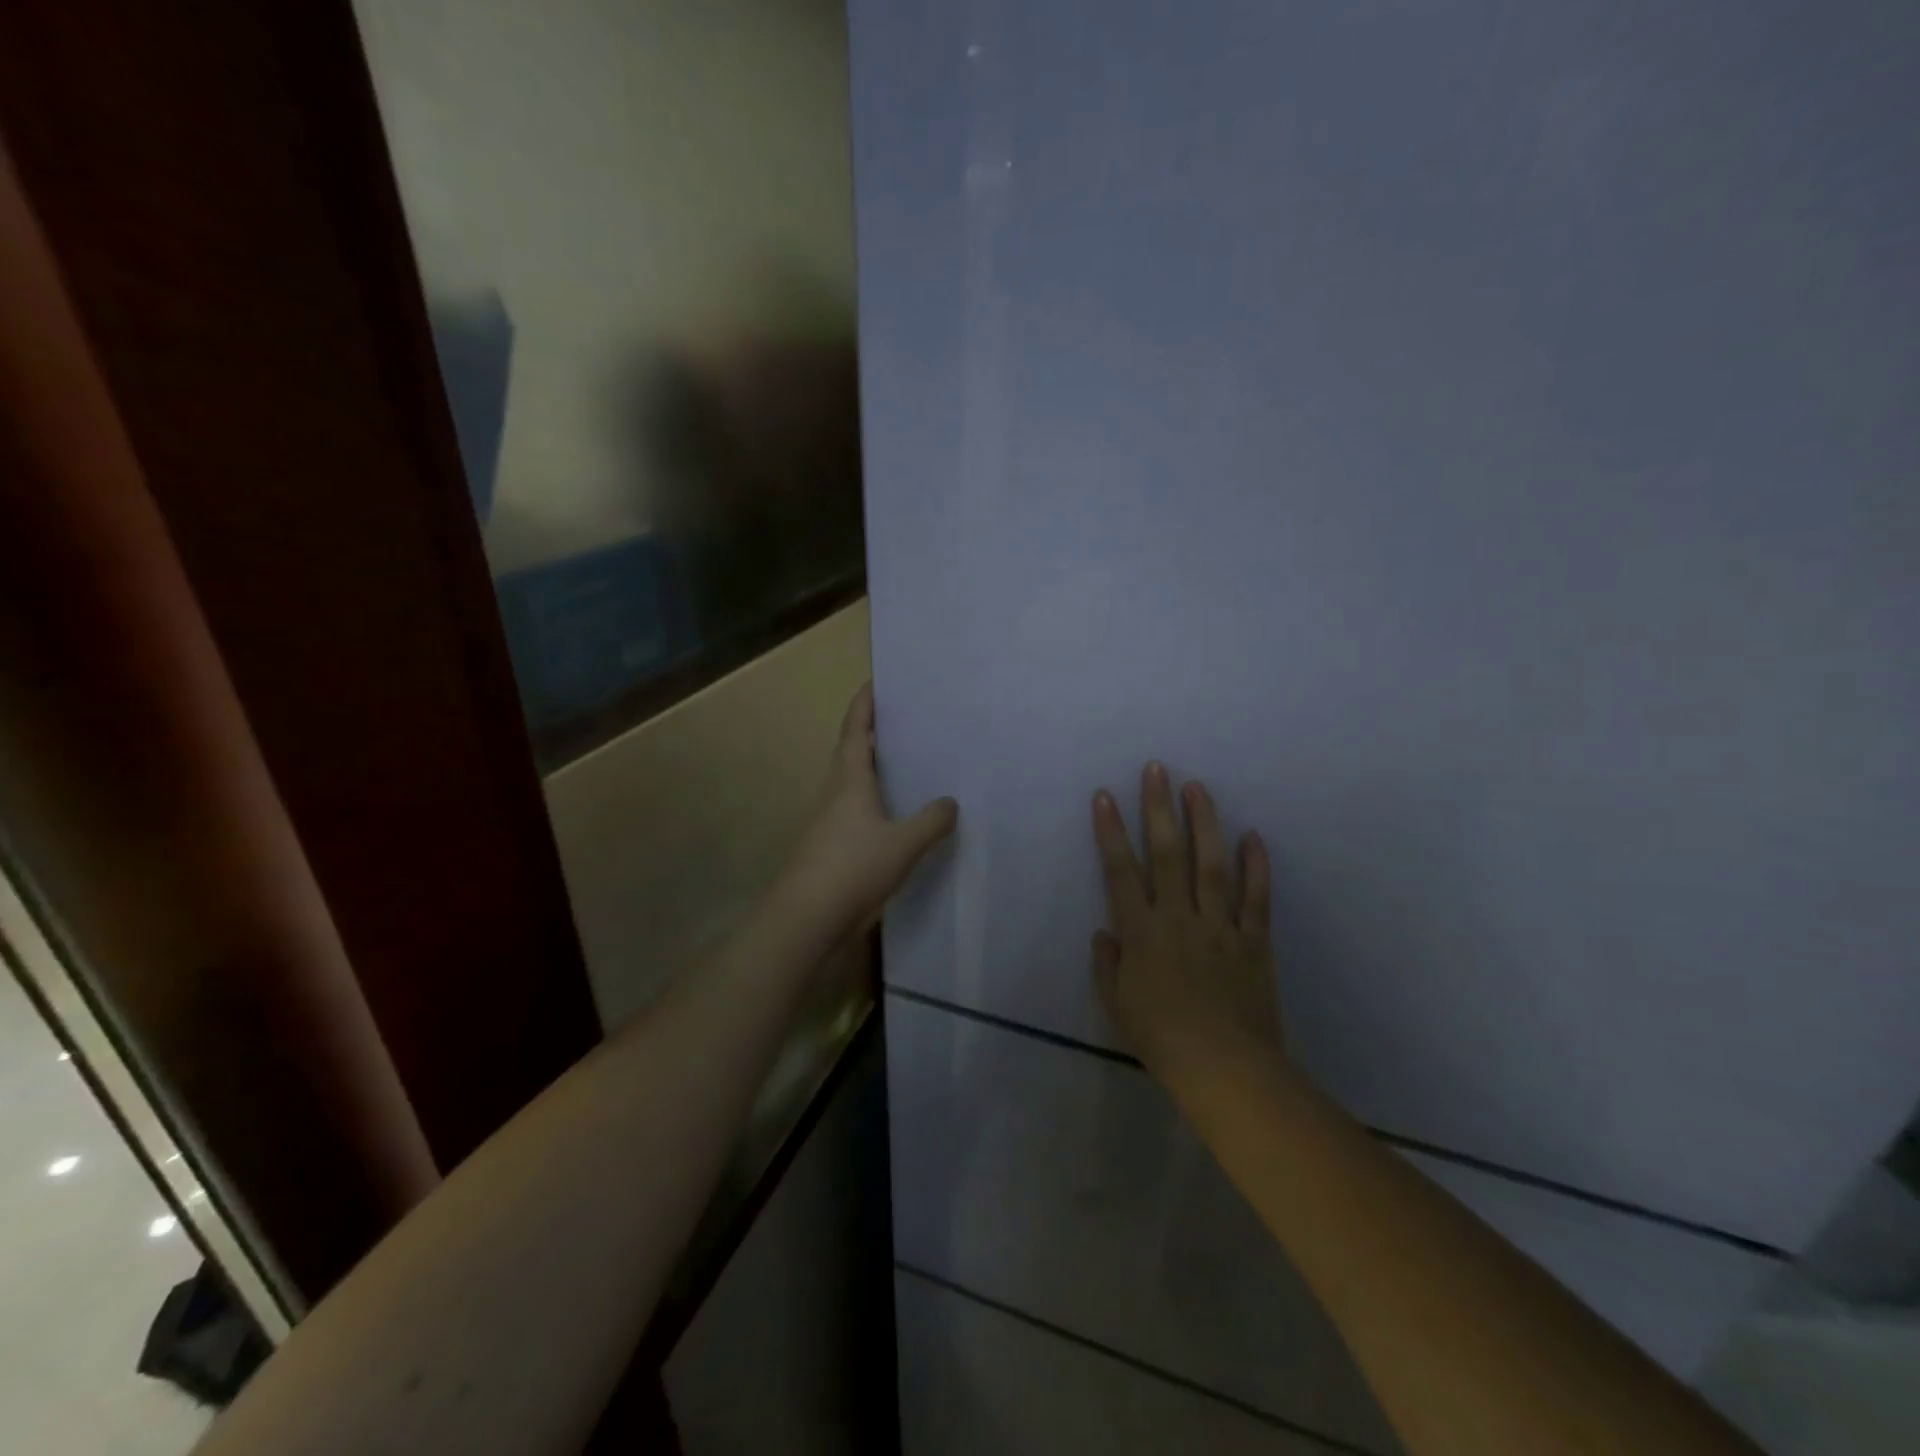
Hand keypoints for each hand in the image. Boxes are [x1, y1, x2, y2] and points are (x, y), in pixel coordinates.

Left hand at [780, 683, 957, 941]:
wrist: (807, 918)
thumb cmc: (852, 868)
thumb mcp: (903, 843)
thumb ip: (931, 821)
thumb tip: (950, 802)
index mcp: (849, 780)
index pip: (856, 729)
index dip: (865, 703)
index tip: (877, 681)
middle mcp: (836, 793)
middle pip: (853, 751)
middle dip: (873, 732)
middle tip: (905, 719)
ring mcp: (830, 821)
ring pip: (854, 782)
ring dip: (875, 768)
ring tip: (909, 762)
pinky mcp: (832, 846)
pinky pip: (858, 811)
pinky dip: (877, 801)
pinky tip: (898, 815)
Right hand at [1091, 762, 1286, 1090]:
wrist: (1225, 1069)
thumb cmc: (1161, 1039)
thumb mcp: (1117, 1004)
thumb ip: (1108, 964)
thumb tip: (1105, 931)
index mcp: (1141, 931)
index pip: (1121, 870)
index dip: (1111, 831)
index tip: (1106, 796)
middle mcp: (1179, 917)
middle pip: (1167, 853)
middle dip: (1159, 808)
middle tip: (1157, 769)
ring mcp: (1220, 925)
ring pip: (1211, 864)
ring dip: (1204, 822)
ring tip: (1198, 787)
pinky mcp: (1254, 940)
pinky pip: (1256, 898)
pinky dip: (1257, 866)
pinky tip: (1253, 835)